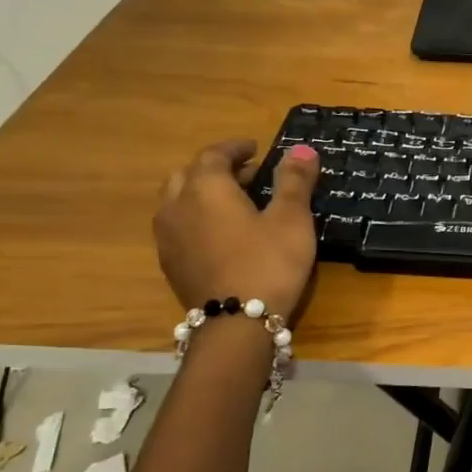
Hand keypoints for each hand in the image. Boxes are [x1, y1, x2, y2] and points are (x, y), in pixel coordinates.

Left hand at [153, 140, 319, 317]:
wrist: (236, 324)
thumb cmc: (269, 262)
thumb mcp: (291, 218)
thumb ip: (294, 181)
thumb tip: (303, 148)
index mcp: (206, 188)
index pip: (214, 154)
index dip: (235, 148)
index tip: (255, 148)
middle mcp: (177, 206)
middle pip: (188, 174)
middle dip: (215, 169)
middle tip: (246, 174)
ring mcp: (168, 237)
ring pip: (177, 201)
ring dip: (201, 193)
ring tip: (233, 203)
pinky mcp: (170, 263)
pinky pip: (178, 226)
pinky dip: (196, 218)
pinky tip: (221, 234)